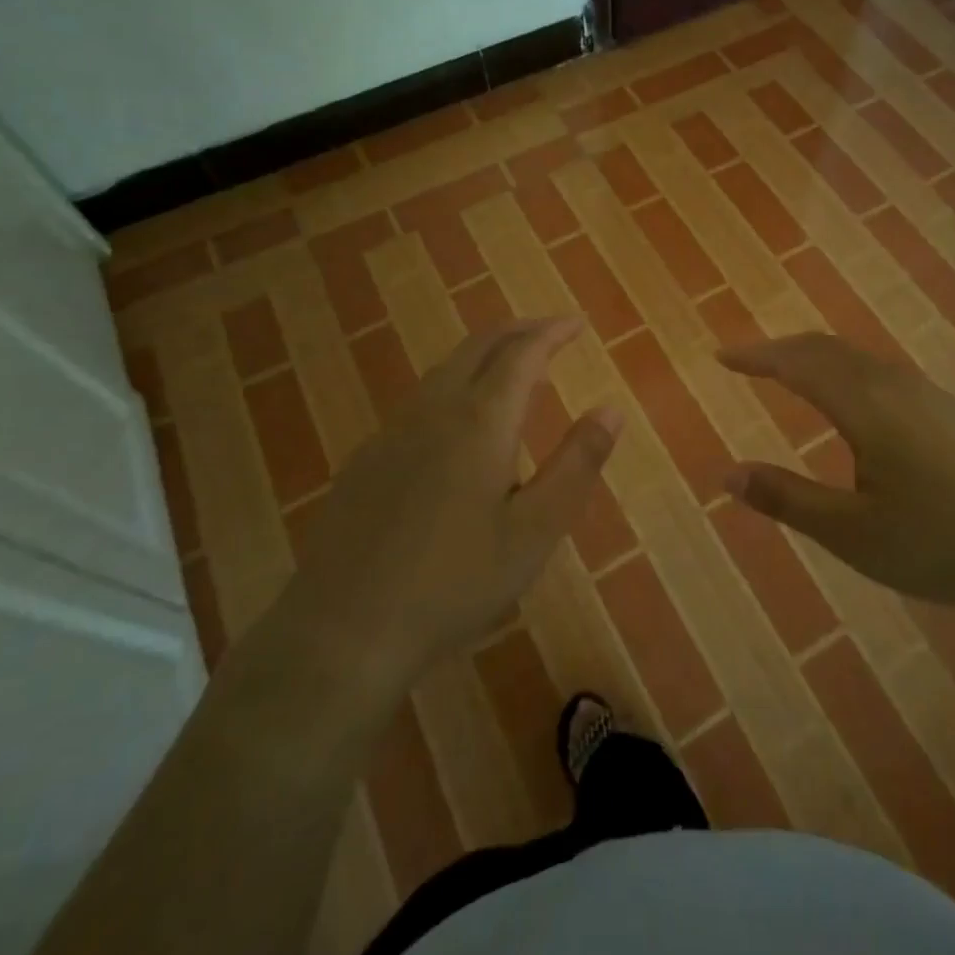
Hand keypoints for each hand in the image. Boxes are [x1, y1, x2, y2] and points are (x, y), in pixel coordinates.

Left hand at [288, 318, 622, 684]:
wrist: (343, 630)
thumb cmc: (454, 583)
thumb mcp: (535, 531)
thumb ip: (577, 464)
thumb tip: (611, 409)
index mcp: (480, 421)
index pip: (522, 353)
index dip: (553, 332)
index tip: (578, 324)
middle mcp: (434, 410)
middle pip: (479, 347)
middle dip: (519, 331)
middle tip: (551, 333)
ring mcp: (393, 431)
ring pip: (445, 369)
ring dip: (485, 357)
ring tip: (514, 372)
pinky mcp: (367, 458)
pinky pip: (421, 399)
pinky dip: (455, 385)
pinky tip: (459, 425)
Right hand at [719, 333, 954, 625]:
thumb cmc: (949, 542)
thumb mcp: (856, 535)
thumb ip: (788, 499)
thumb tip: (726, 473)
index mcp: (865, 404)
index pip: (796, 363)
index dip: (755, 356)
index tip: (720, 356)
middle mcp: (894, 384)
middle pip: (827, 349)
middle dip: (781, 350)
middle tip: (747, 360)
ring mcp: (931, 394)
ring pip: (858, 358)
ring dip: (816, 358)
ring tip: (790, 374)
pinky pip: (882, 373)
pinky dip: (846, 371)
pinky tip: (855, 403)